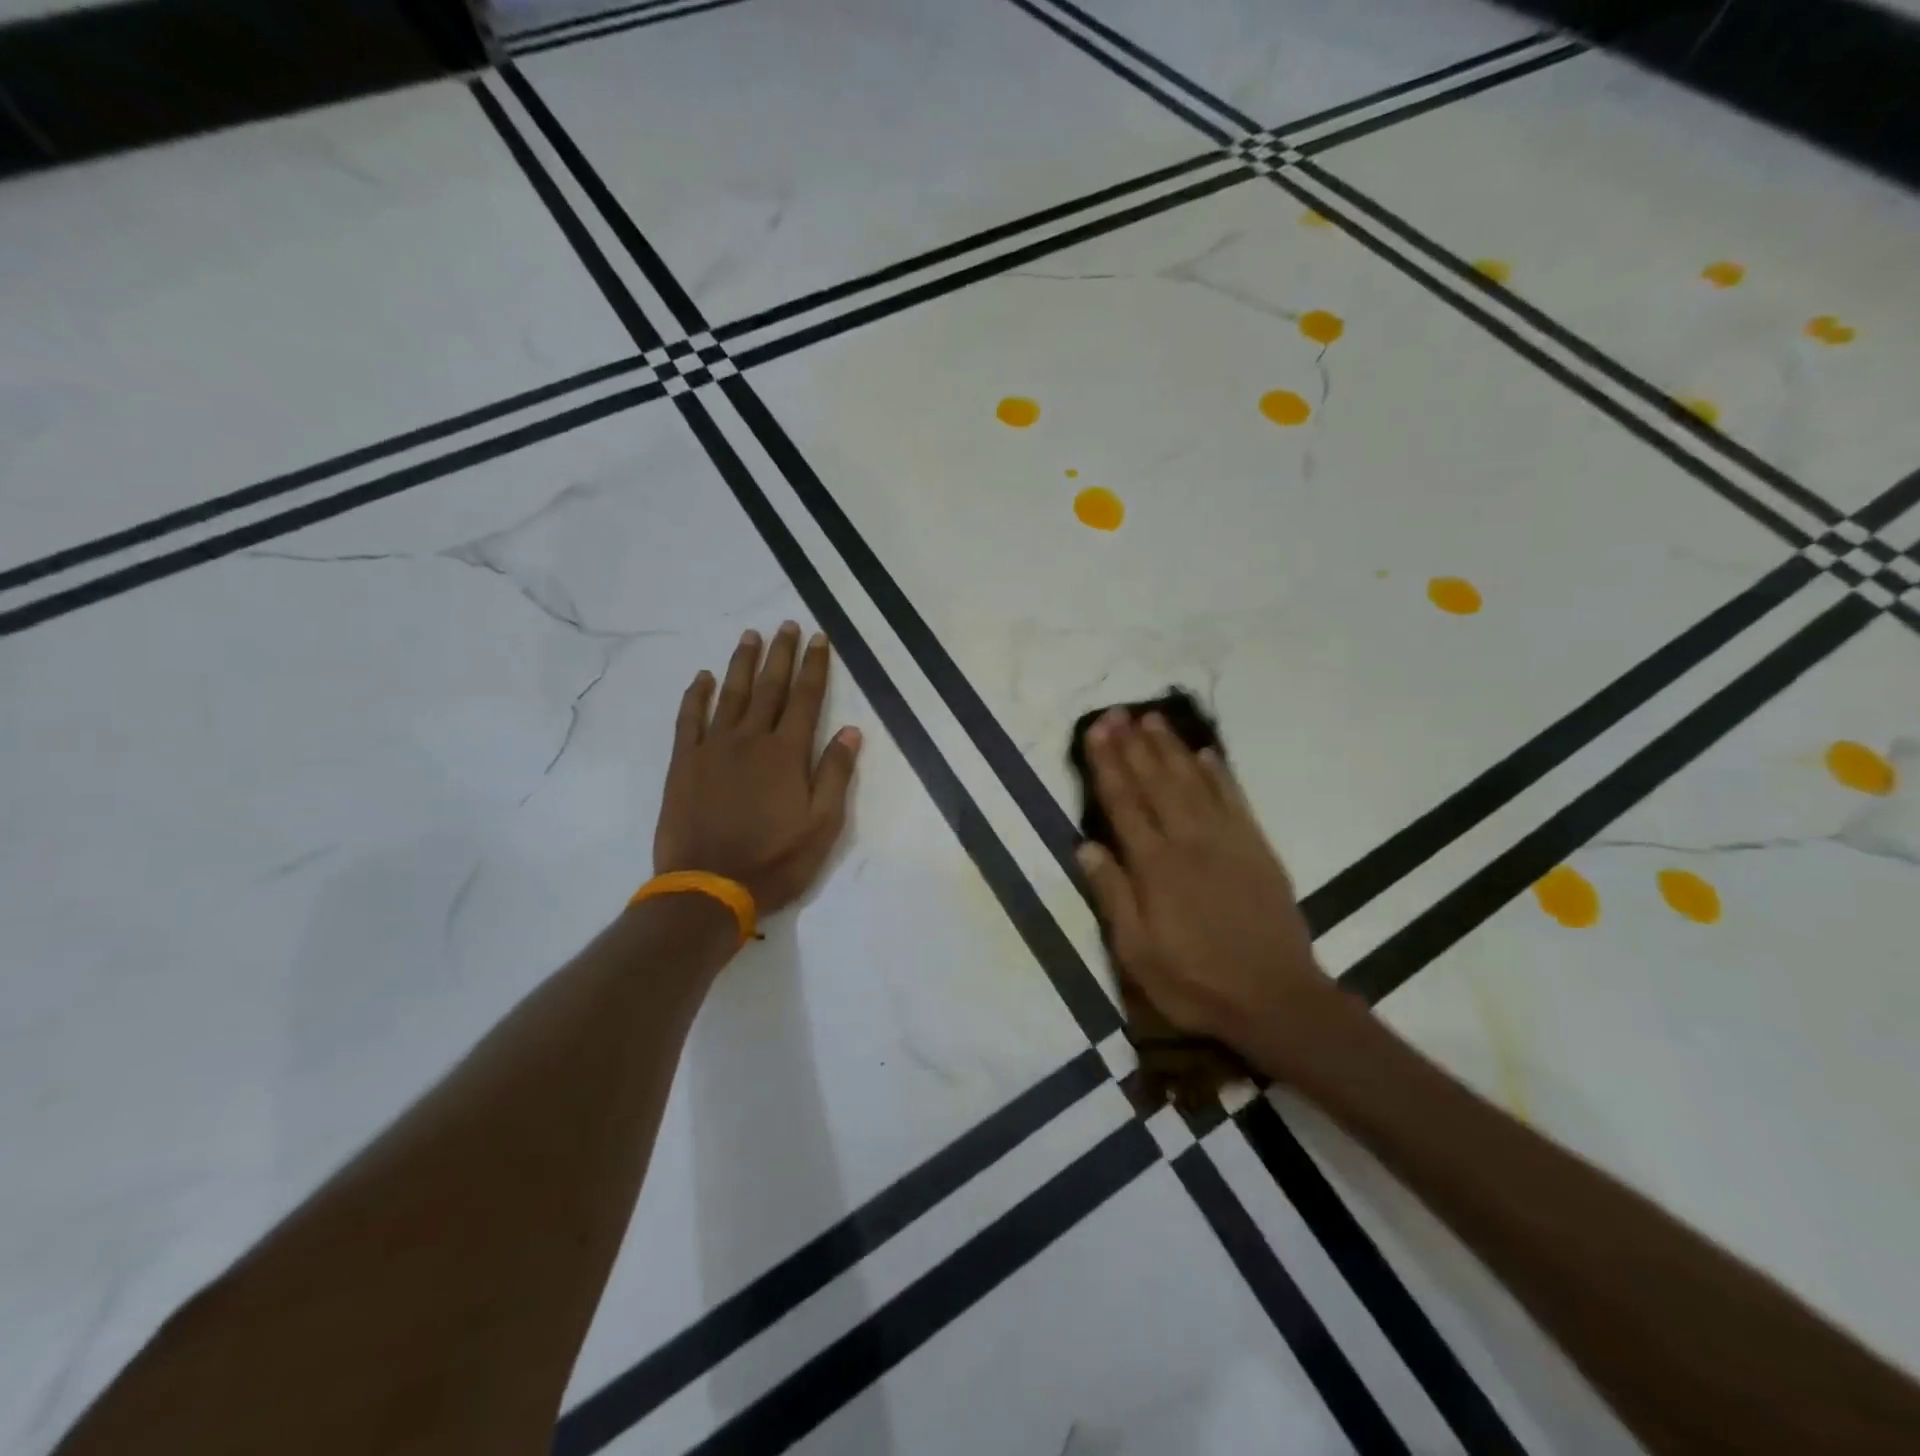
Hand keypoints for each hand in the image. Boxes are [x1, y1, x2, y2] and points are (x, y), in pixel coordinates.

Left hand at [654, 622, 862, 917]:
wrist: (709, 887)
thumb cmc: (775, 860)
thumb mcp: (822, 825)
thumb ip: (835, 774)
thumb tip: (852, 731)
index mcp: (787, 753)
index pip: (806, 698)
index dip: (815, 666)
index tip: (819, 638)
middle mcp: (751, 739)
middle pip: (769, 687)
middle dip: (781, 654)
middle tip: (786, 625)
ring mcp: (714, 748)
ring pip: (730, 694)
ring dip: (741, 663)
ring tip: (750, 636)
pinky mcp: (685, 763)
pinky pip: (689, 718)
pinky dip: (696, 695)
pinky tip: (702, 677)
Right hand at [1074, 710, 1343, 1070]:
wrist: (1276, 999)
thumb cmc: (1195, 982)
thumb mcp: (1137, 953)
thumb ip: (1112, 895)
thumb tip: (1085, 845)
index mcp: (1155, 866)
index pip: (1124, 803)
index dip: (1107, 765)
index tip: (1096, 732)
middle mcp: (1189, 841)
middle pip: (1156, 782)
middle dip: (1134, 745)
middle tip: (1118, 712)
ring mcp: (1227, 841)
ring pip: (1193, 782)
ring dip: (1171, 748)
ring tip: (1153, 719)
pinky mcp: (1257, 849)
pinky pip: (1234, 799)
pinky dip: (1219, 773)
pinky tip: (1206, 754)